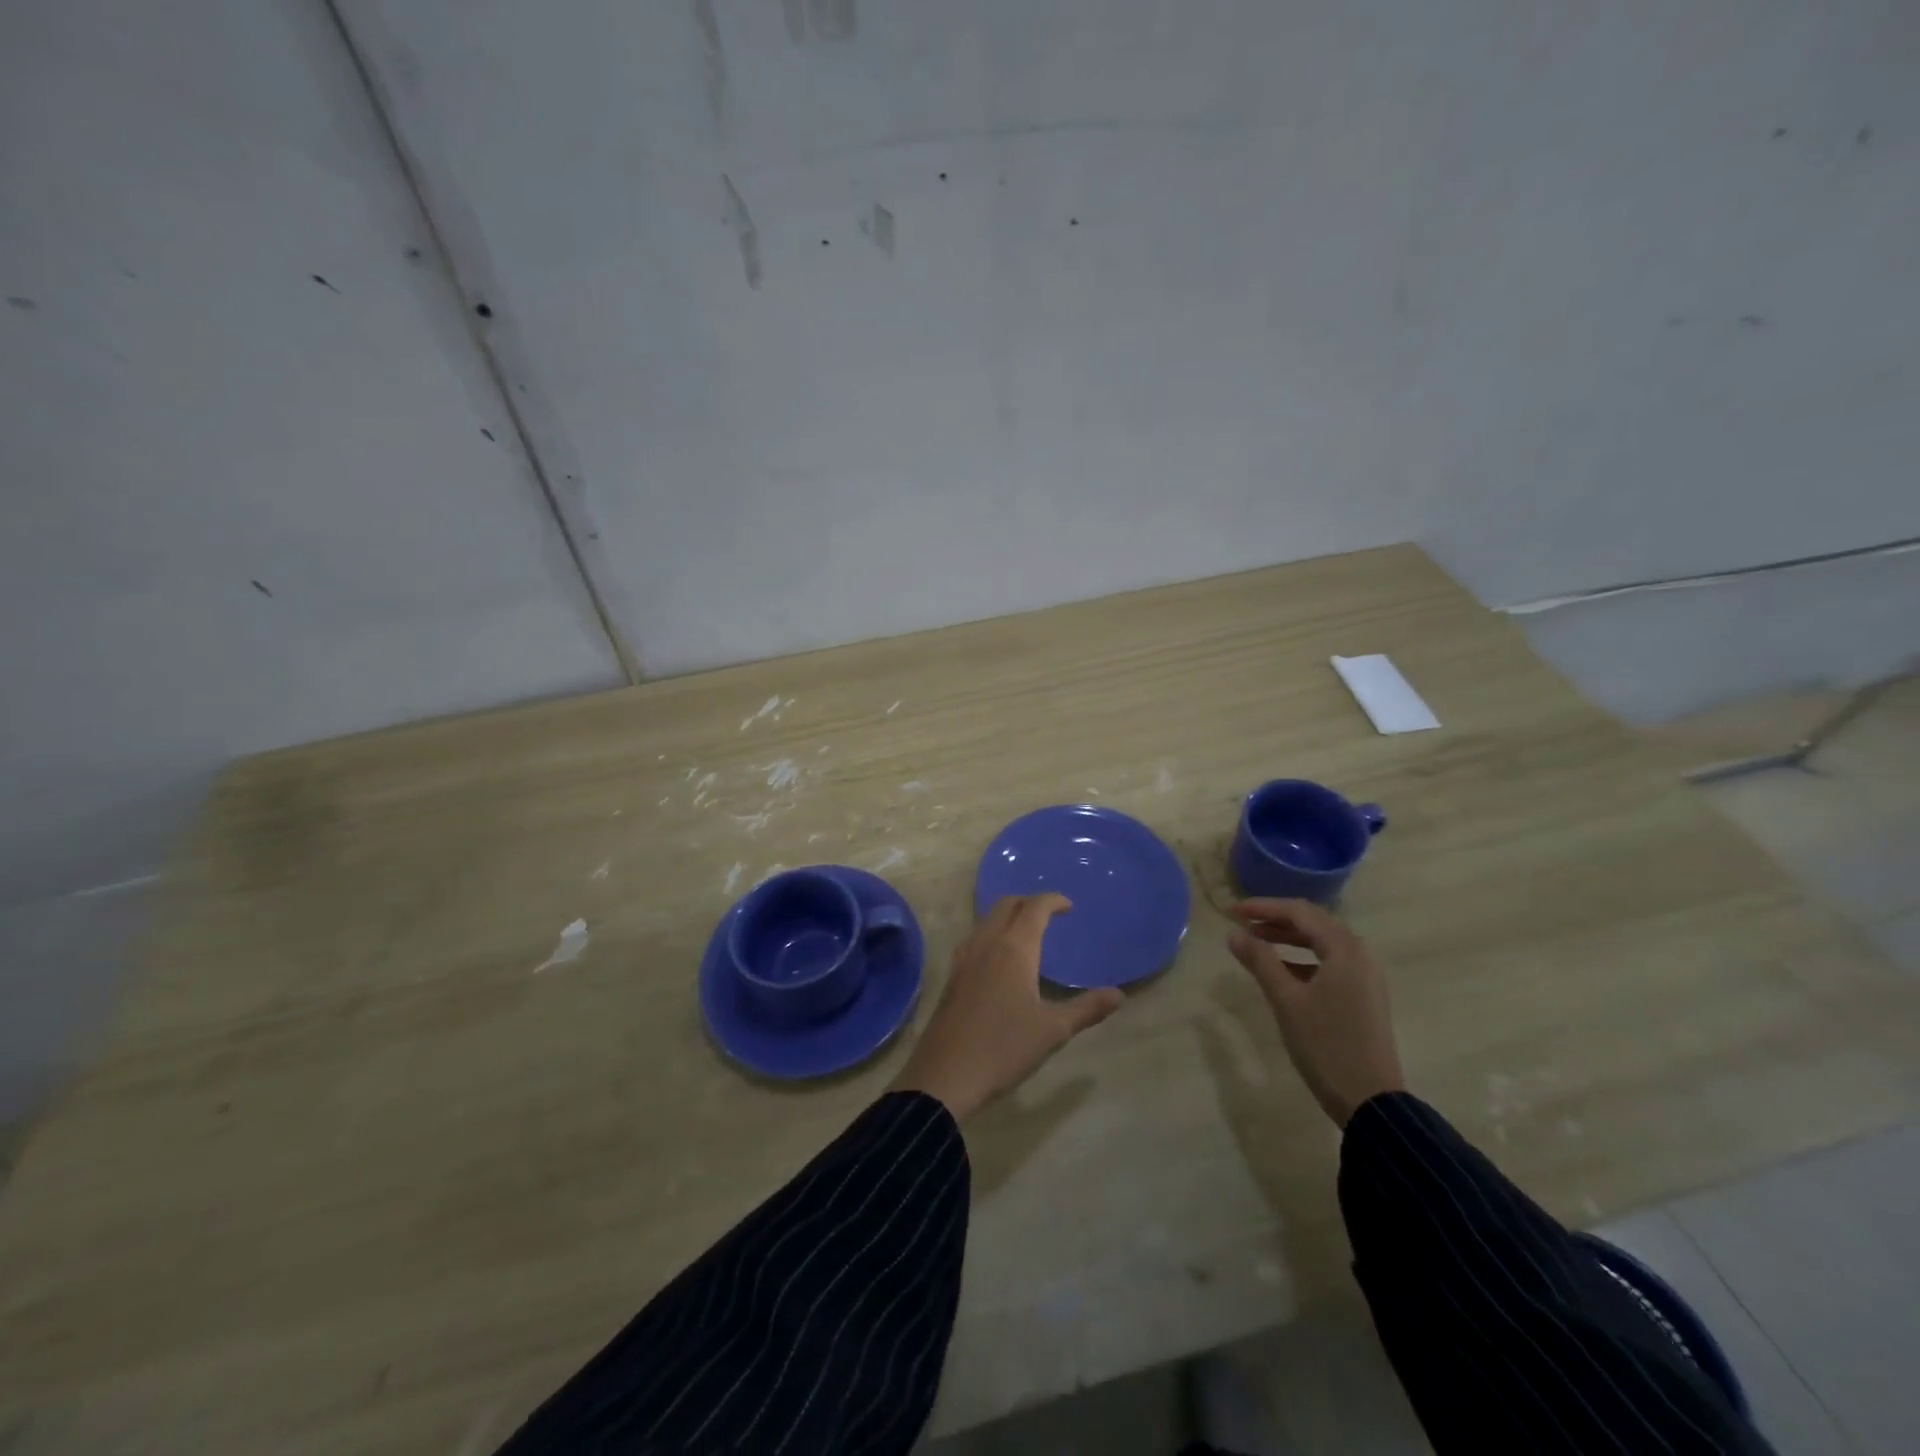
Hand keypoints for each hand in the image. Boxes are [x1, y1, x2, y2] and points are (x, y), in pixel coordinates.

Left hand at [891, 894, 1124, 1120]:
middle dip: (1029, 902)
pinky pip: (975, 938)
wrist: (946, 1075)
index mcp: (1014, 949)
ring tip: (1027, 933)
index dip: (1052, 901)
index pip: (1034, 908)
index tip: (1069, 906)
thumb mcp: (1053, 1031)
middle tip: (1050, 914)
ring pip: (987, 919)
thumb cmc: (1004, 1048)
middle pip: (1007, 905)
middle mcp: (986, 943)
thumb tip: (1119, 994)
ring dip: (1008, 916)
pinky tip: (999, 958)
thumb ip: (1087, 1009)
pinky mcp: (953, 975)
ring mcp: (965, 958)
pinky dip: (992, 933)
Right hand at [1226, 899, 1405, 1127]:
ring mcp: (1365, 975)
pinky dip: (1302, 958)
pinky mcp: (1364, 994)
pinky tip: (1280, 969)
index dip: (1263, 907)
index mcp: (1345, 949)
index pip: (1299, 912)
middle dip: (1275, 920)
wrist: (1370, 1100)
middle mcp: (1360, 954)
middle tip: (1241, 922)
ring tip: (1254, 942)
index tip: (1231, 911)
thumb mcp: (1286, 1000)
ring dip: (1287, 938)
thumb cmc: (1326, 1045)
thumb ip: (1260, 961)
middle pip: (1312, 923)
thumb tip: (1234, 933)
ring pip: (1321, 943)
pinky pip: (1329, 962)